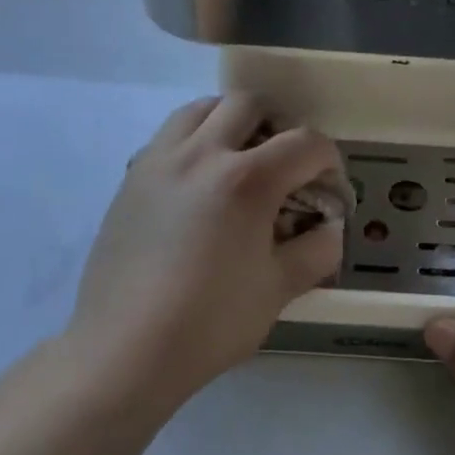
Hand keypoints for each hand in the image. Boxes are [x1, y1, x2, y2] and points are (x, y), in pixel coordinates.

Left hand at [66, 95, 343, 408]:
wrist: (124, 350)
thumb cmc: (209, 323)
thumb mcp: (278, 289)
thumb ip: (317, 249)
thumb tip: (329, 226)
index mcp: (246, 180)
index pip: (305, 143)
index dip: (330, 162)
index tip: (329, 191)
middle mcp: (202, 153)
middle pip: (249, 103)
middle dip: (279, 126)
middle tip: (284, 165)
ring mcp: (160, 160)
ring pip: (201, 108)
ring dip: (230, 121)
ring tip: (239, 159)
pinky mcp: (131, 177)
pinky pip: (169, 135)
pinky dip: (194, 140)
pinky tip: (198, 182)